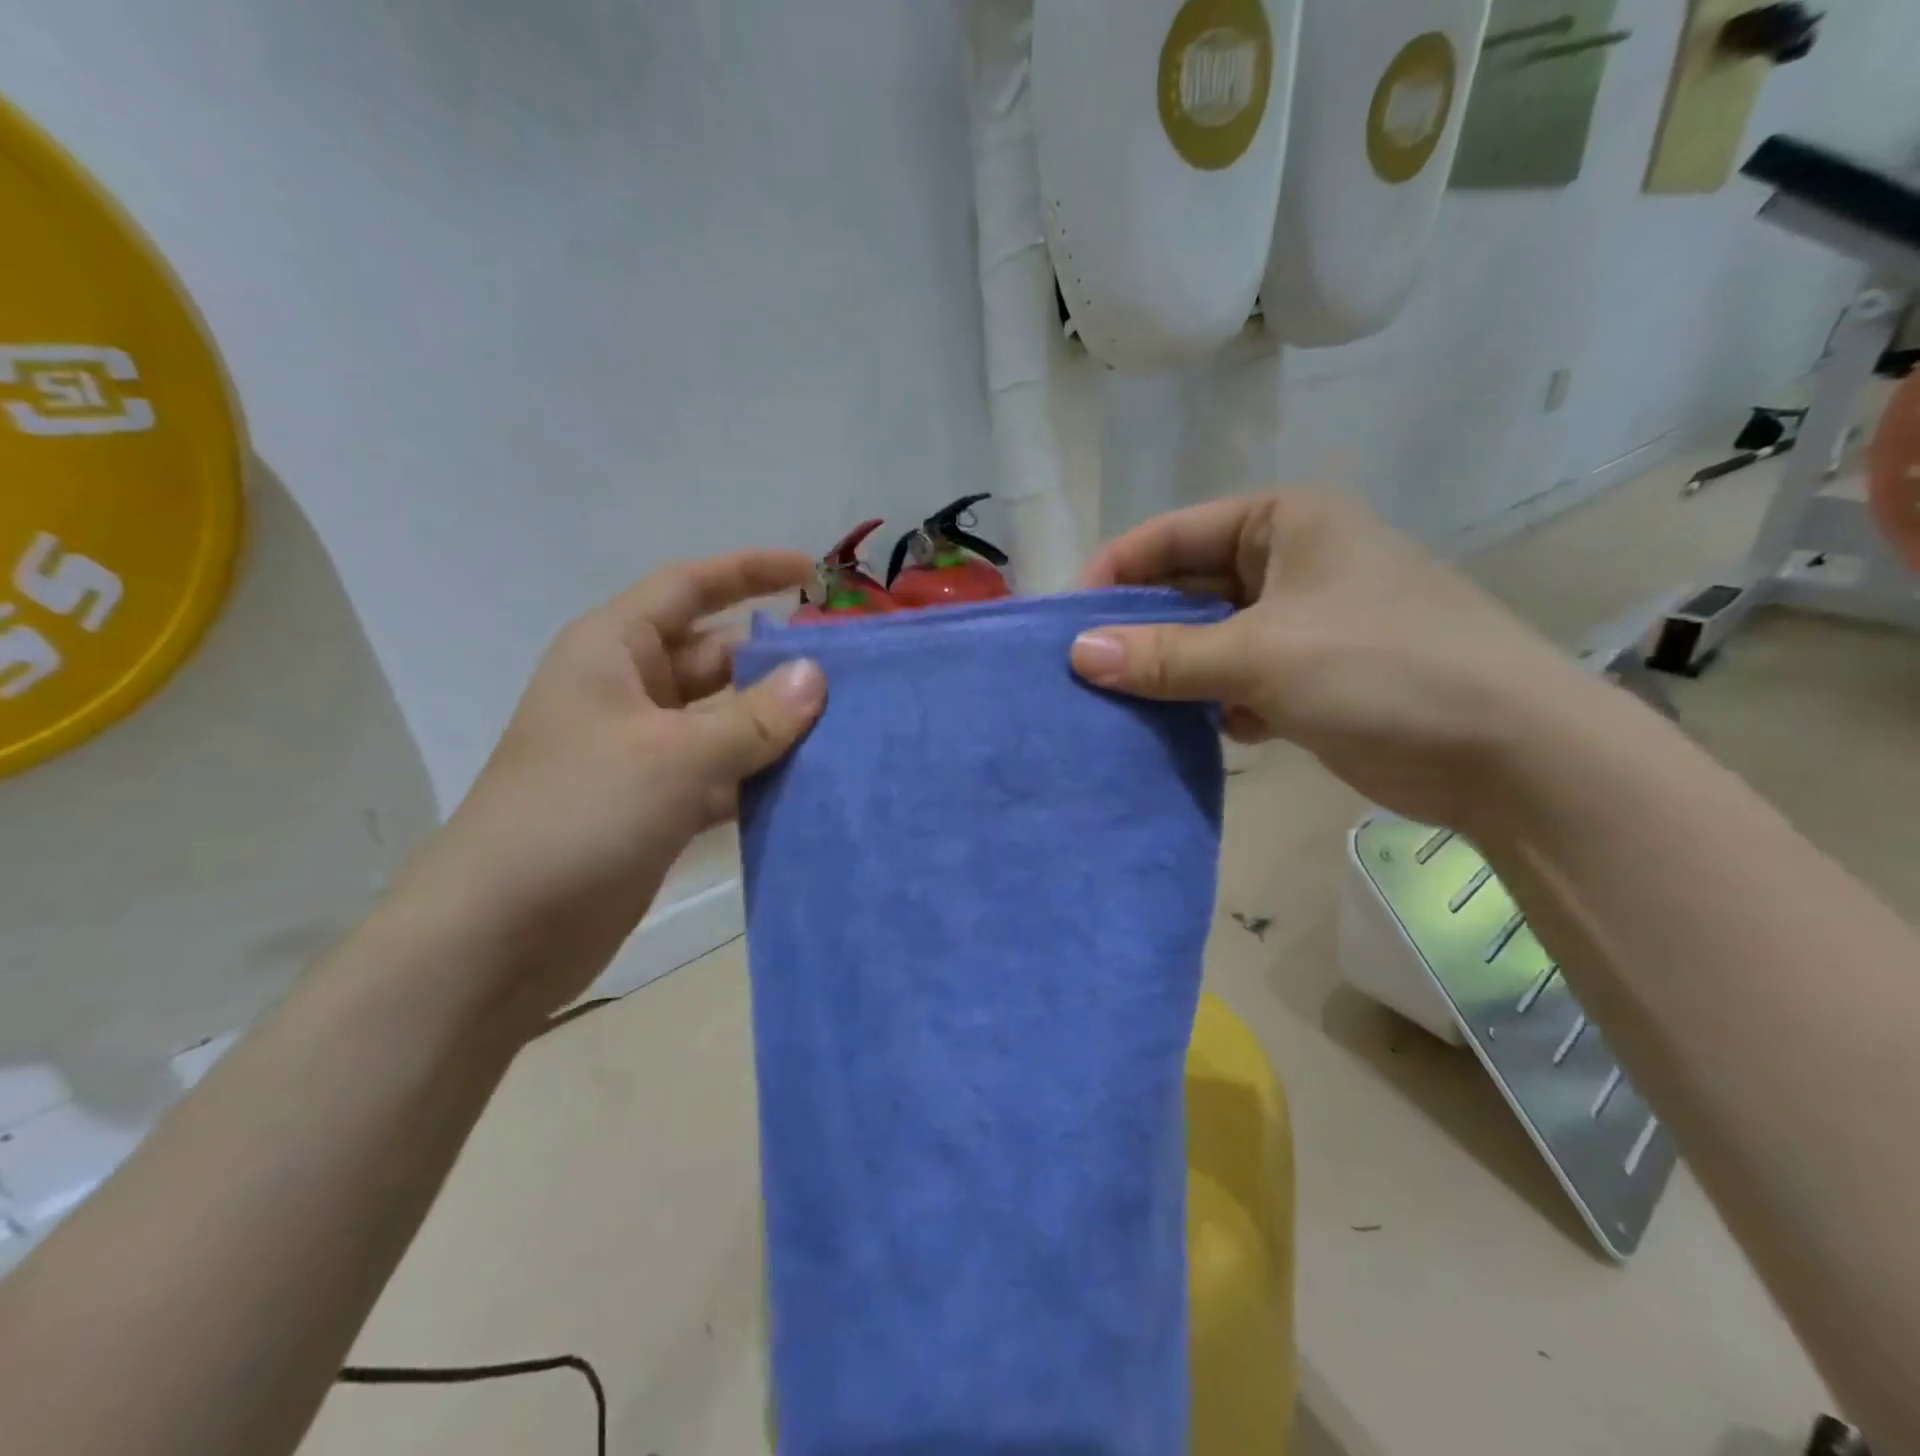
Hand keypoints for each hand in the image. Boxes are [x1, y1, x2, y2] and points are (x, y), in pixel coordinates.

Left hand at [393, 551, 825, 1025]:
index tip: (812, 572)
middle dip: (776, 662)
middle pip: (715, 657)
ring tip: (847, 726)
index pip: (688, 587)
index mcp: (614, 651)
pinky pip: (721, 773)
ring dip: (775, 725)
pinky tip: (811, 784)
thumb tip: (816, 675)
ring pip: (724, 720)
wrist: (500, 934)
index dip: (749, 571)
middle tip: (850, 673)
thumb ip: (753, 717)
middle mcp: (628, 692)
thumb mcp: (675, 756)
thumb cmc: (579, 815)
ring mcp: (643, 752)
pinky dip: (759, 776)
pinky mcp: (656, 805)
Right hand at [1069, 491, 1608, 831]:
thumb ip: (1165, 656)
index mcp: (1284, 523)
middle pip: (1188, 589)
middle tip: (1081, 671)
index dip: (1116, 572)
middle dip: (1139, 629)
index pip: (1174, 536)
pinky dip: (1212, 703)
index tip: (1064, 620)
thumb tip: (1075, 654)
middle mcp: (1291, 563)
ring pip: (1209, 640)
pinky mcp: (1311, 677)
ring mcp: (1302, 623)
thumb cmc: (1384, 669)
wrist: (1509, 753)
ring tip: (1122, 705)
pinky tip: (1201, 731)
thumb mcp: (1262, 655)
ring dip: (1172, 672)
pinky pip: (1236, 680)